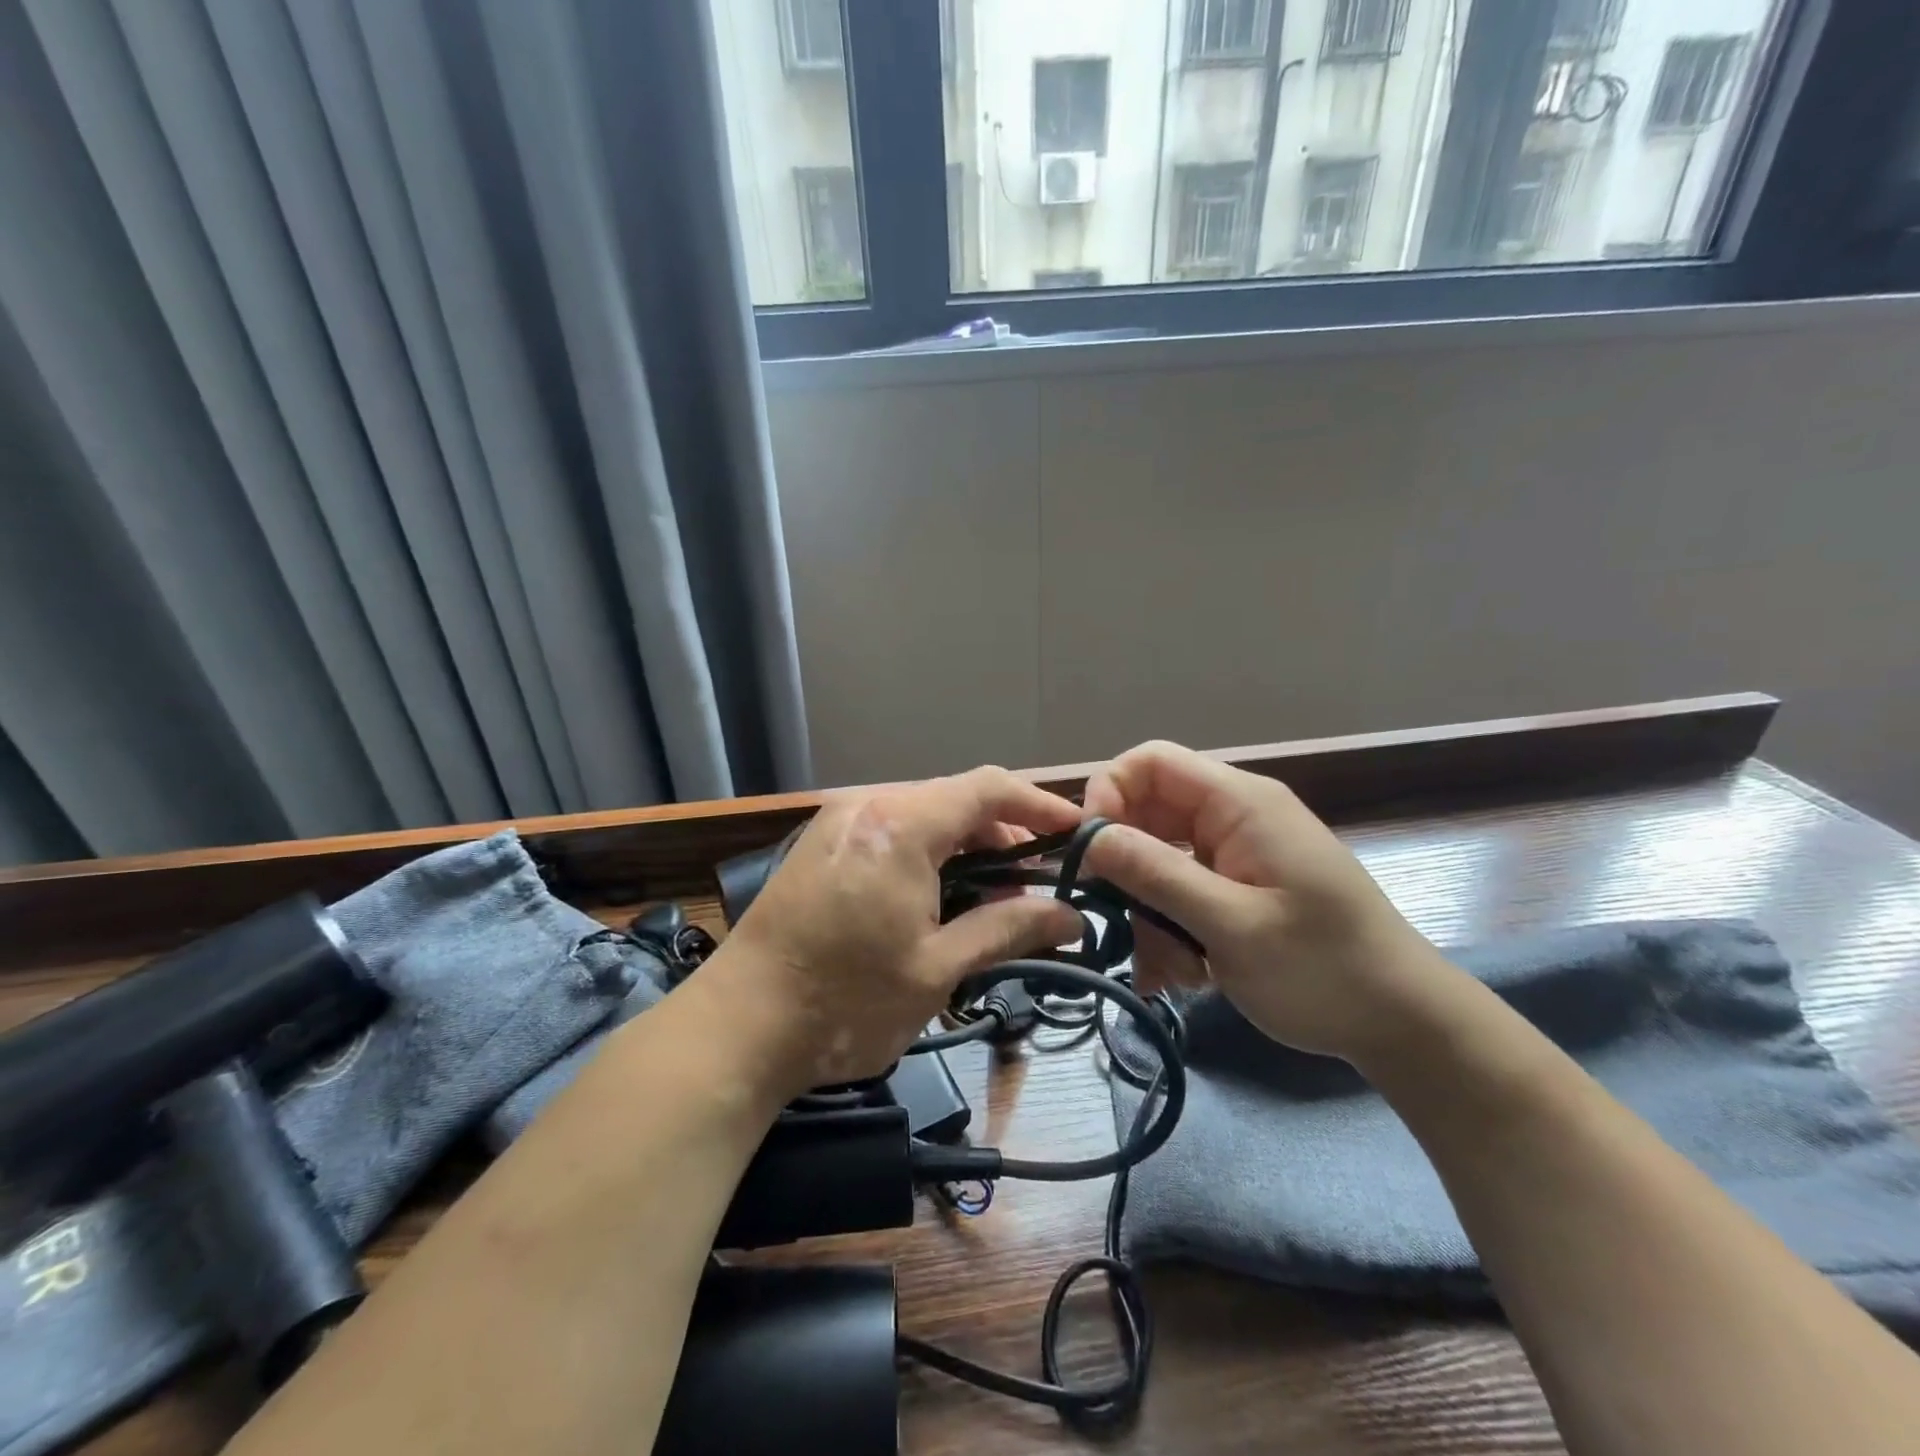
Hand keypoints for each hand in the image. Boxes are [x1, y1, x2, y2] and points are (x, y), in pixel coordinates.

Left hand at [713, 767, 1084, 1097]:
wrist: (737, 1028)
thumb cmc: (846, 1001)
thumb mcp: (938, 968)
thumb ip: (1008, 928)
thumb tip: (1071, 916)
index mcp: (901, 823)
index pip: (988, 788)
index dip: (1039, 805)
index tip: (1077, 833)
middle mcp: (868, 804)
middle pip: (954, 797)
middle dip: (1004, 830)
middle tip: (1039, 877)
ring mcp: (837, 821)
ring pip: (922, 814)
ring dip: (965, 843)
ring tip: (997, 890)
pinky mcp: (819, 844)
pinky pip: (890, 829)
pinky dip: (928, 851)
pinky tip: (942, 891)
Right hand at [1082, 741, 1459, 1064]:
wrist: (1402, 1024)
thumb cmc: (1323, 969)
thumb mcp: (1232, 925)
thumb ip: (1157, 874)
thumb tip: (1089, 836)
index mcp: (1240, 803)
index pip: (1151, 761)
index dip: (1108, 792)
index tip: (1089, 851)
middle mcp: (1233, 817)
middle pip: (1147, 815)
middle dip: (1127, 871)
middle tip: (1123, 924)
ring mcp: (1235, 854)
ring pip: (1157, 862)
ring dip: (1149, 914)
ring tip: (1173, 969)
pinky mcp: (1236, 888)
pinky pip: (1180, 893)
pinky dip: (1169, 929)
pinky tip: (1183, 974)